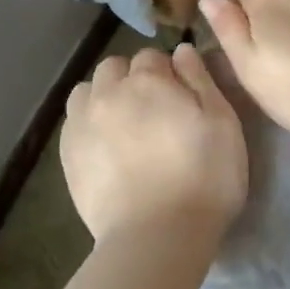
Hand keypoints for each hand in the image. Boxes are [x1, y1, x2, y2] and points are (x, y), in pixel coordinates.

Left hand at [60, 44, 247, 243]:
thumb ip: (200, 80)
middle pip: (114, 68)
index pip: (152, 56)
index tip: (179, 96)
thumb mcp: (222, 123)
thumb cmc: (204, 178)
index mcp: (148, 80)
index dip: (166, 73)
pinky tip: (105, 148)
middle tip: (152, 110)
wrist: (157, 237)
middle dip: (131, 78)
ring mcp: (82, 123)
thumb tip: (181, 51)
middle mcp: (109, 92)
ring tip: (122, 126)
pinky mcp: (67, 154)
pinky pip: (74, 123)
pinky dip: (88, 125)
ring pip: (87, 91)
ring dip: (103, 97)